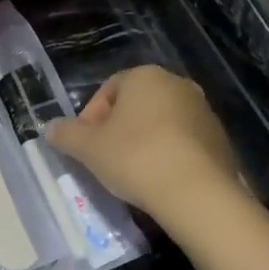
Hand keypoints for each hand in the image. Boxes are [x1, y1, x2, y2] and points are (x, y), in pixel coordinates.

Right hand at [44, 66, 243, 230]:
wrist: (197, 192)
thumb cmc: (135, 158)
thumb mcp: (88, 148)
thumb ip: (66, 134)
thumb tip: (48, 128)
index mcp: (145, 76)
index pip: (108, 89)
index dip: (90, 117)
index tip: (84, 145)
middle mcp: (178, 84)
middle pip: (136, 105)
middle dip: (117, 129)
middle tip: (104, 159)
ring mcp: (203, 110)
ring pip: (161, 123)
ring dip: (143, 142)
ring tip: (131, 173)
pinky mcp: (220, 138)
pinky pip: (183, 142)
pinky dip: (167, 155)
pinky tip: (158, 180)